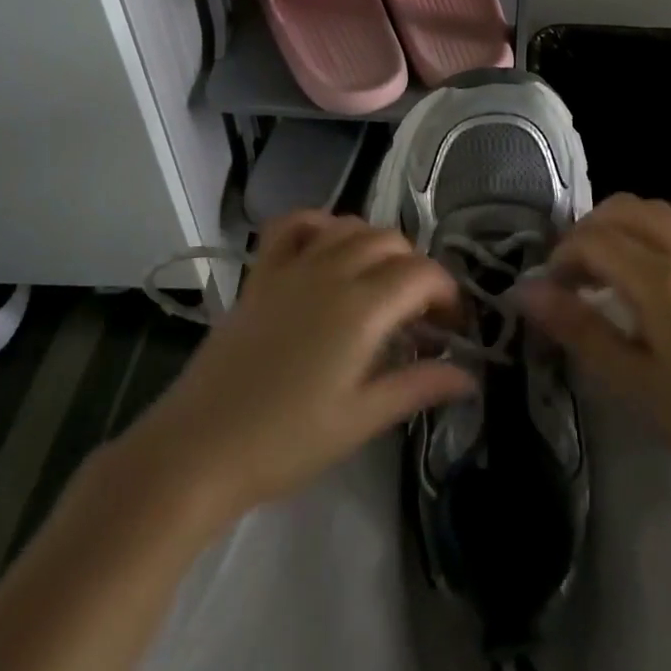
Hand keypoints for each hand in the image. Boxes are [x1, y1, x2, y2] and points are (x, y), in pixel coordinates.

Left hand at [116, 212, 475, 525]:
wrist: (200, 447)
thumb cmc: (287, 441)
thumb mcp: (361, 419)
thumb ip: (418, 386)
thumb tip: (469, 376)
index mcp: (362, 307)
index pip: (422, 275)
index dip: (448, 293)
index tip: (454, 326)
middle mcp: (331, 271)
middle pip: (391, 243)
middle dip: (418, 268)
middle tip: (422, 313)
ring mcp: (292, 266)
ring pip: (350, 227)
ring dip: (377, 244)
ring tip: (383, 282)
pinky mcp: (262, 273)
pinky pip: (292, 225)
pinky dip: (319, 223)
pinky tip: (329, 245)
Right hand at [518, 194, 670, 498]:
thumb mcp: (632, 382)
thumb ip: (578, 329)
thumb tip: (524, 291)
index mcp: (660, 281)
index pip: (594, 240)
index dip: (561, 258)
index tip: (549, 293)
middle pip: (622, 210)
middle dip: (585, 233)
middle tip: (570, 277)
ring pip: (654, 209)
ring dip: (618, 224)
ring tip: (602, 266)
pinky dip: (654, 227)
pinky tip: (647, 259)